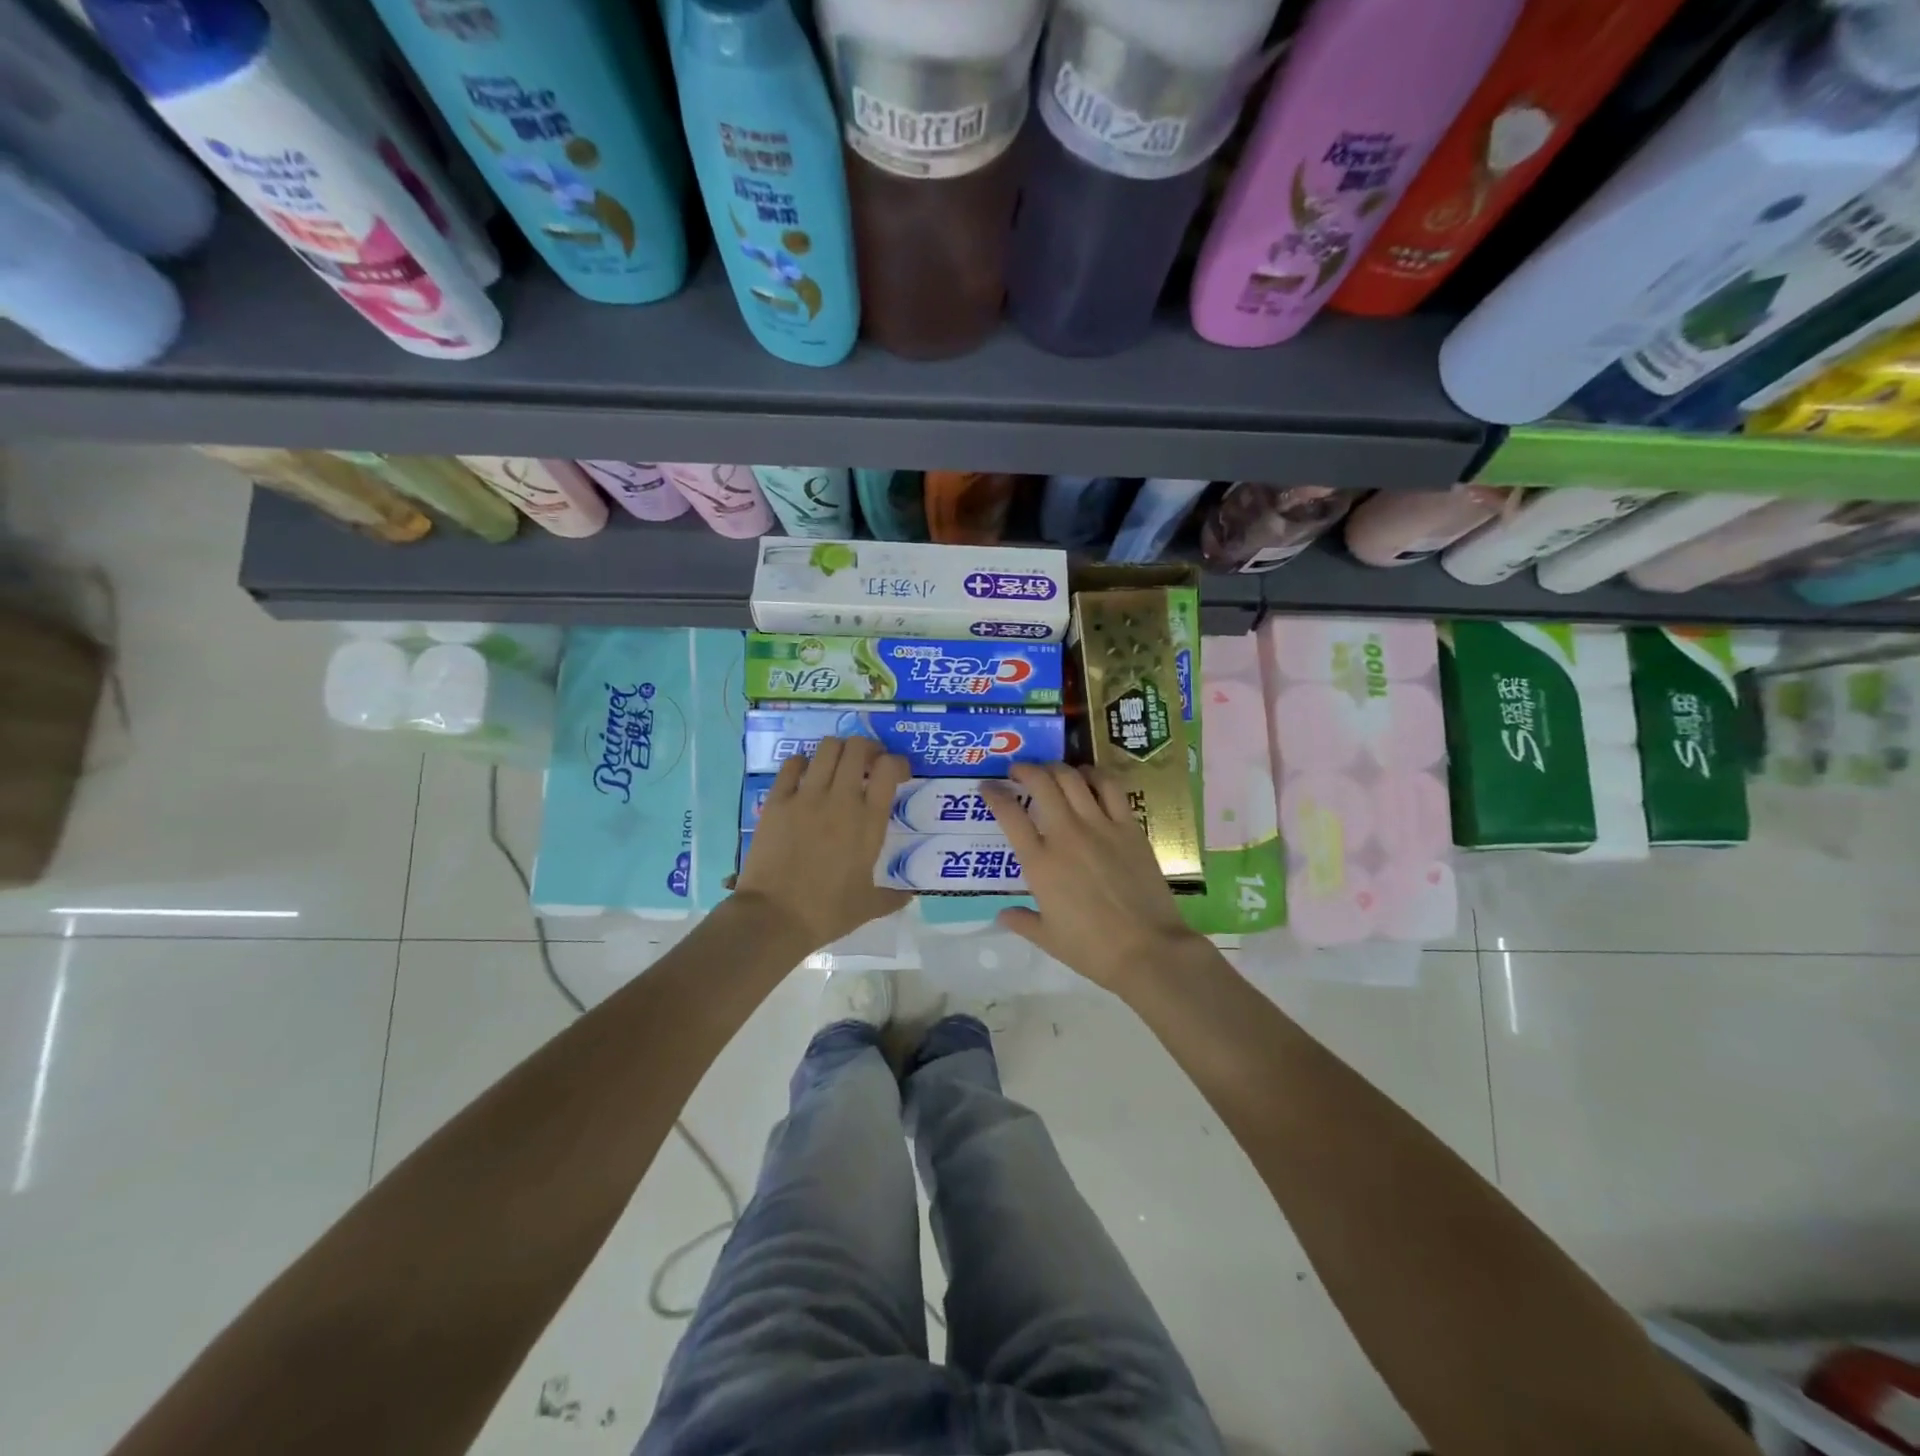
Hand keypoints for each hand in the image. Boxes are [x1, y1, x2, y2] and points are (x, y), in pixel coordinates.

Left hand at [734, 736, 910, 950]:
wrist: (775, 917)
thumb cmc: (827, 912)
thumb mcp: (867, 906)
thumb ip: (892, 898)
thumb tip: (909, 897)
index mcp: (869, 821)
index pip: (889, 769)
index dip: (897, 762)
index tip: (897, 774)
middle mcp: (841, 799)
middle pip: (858, 748)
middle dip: (868, 748)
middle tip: (869, 763)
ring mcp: (806, 797)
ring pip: (827, 749)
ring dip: (838, 750)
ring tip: (839, 765)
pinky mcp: (777, 801)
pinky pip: (791, 765)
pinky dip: (802, 763)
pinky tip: (804, 774)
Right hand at [983, 763, 1206, 991]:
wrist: (1146, 950)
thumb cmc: (1091, 949)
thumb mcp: (1047, 938)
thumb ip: (1022, 921)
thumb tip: (1003, 914)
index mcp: (1039, 862)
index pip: (1008, 814)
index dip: (993, 794)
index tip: (987, 787)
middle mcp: (1065, 835)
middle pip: (1041, 783)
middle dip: (1025, 769)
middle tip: (1019, 771)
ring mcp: (1099, 826)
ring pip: (1072, 778)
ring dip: (1057, 768)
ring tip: (1051, 772)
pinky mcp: (1129, 827)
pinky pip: (1110, 787)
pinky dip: (1095, 774)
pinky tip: (1089, 776)